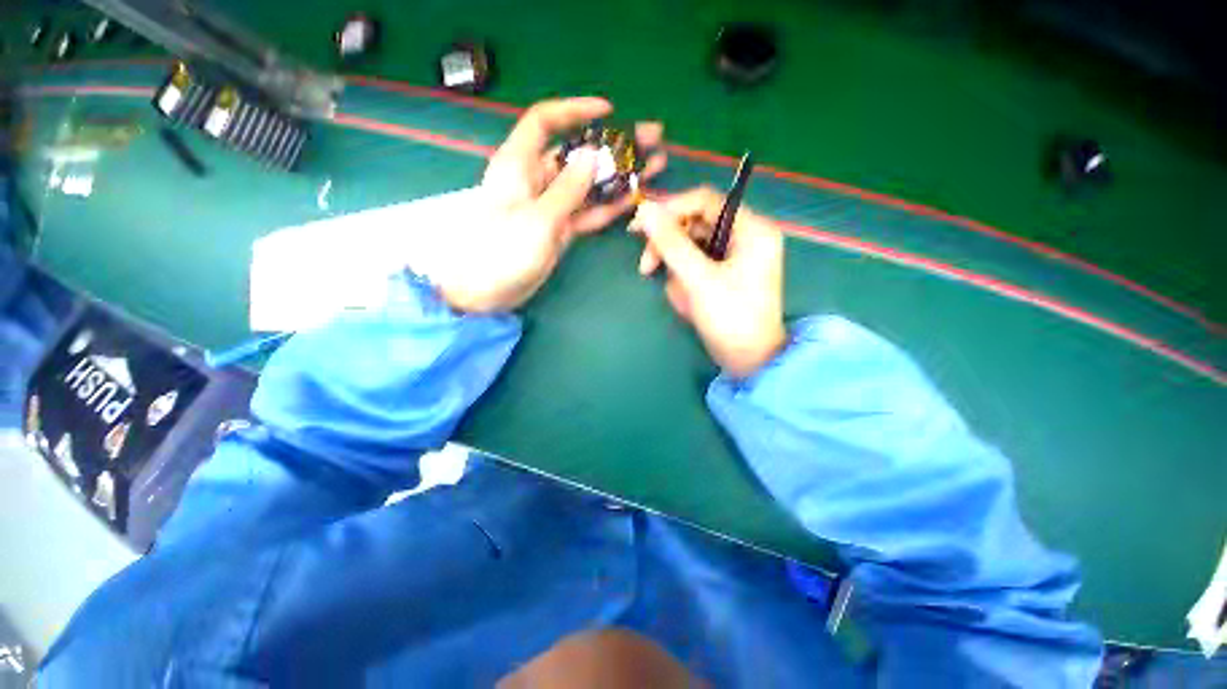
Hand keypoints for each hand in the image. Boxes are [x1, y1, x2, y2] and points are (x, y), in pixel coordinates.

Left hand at [427, 98, 665, 313]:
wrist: (489, 292)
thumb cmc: (503, 252)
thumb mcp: (538, 219)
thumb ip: (568, 189)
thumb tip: (593, 156)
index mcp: (519, 164)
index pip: (545, 122)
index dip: (575, 110)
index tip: (609, 111)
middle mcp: (537, 179)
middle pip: (578, 153)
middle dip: (613, 146)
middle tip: (650, 139)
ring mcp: (552, 205)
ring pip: (589, 184)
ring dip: (618, 177)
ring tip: (653, 167)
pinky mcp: (561, 227)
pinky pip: (588, 211)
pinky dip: (609, 206)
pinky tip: (634, 197)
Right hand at [629, 187, 786, 377]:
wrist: (749, 360)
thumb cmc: (730, 318)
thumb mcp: (698, 279)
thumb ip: (671, 243)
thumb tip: (645, 210)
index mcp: (750, 229)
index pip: (704, 201)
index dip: (669, 209)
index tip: (639, 226)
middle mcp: (744, 236)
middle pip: (694, 224)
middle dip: (669, 249)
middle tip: (646, 268)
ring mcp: (734, 256)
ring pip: (690, 249)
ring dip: (677, 273)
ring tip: (683, 300)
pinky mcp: (724, 273)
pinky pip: (695, 267)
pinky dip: (685, 284)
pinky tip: (689, 305)